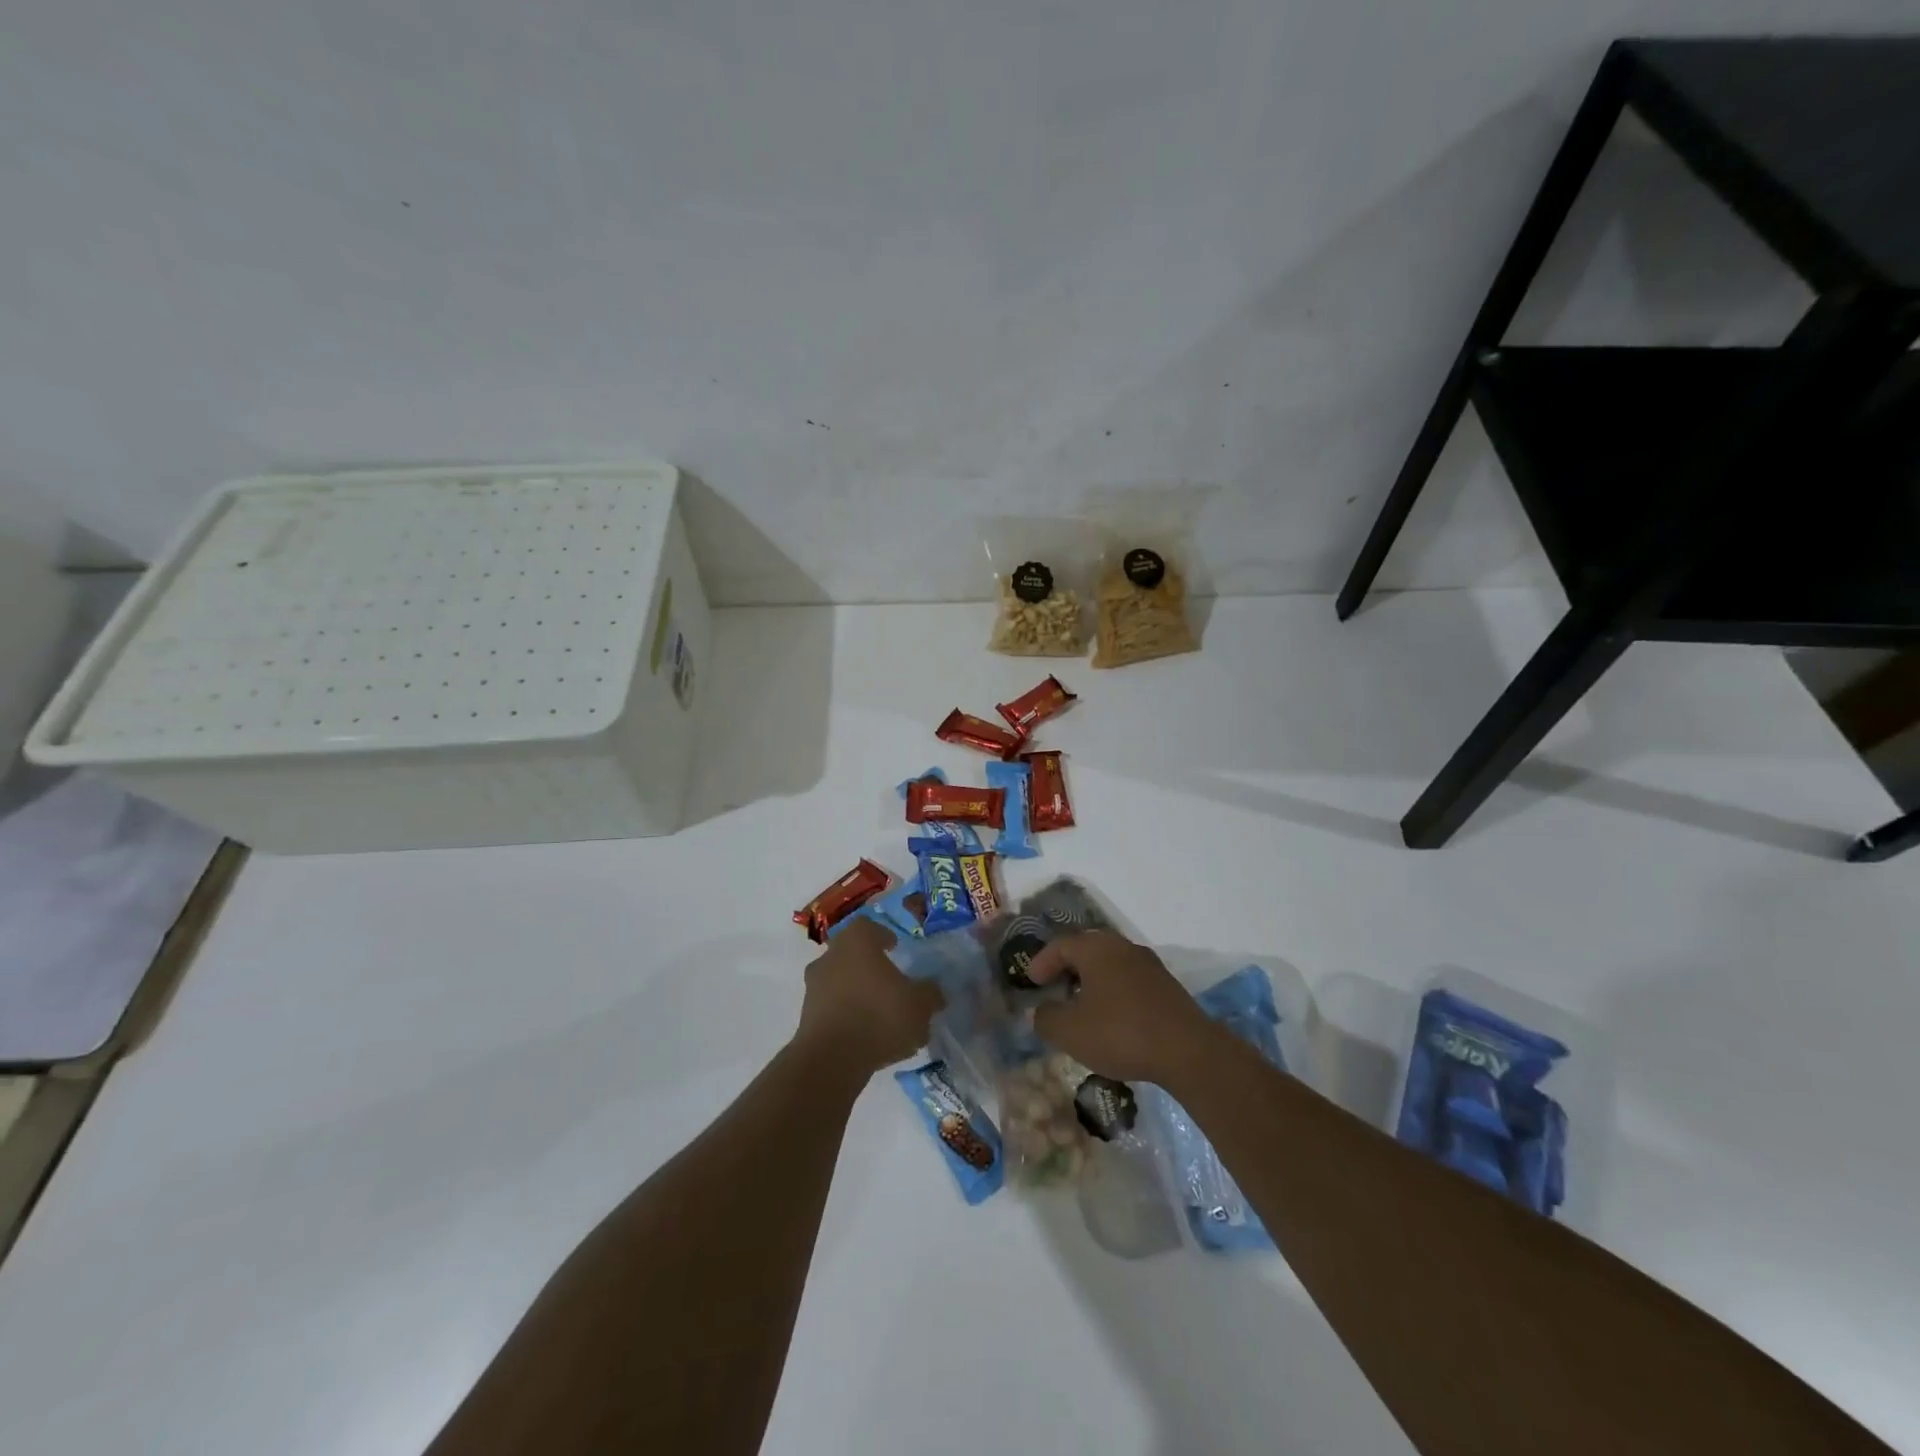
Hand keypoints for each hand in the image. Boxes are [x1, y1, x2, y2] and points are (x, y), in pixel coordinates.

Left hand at [794, 917, 943, 1076]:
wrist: (831, 1059)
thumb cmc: (879, 1016)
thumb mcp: (920, 1005)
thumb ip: (930, 993)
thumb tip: (934, 990)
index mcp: (857, 941)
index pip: (867, 926)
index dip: (882, 935)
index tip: (895, 947)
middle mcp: (831, 956)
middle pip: (850, 952)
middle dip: (868, 964)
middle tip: (889, 980)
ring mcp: (814, 986)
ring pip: (838, 979)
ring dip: (856, 990)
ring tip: (879, 1012)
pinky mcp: (806, 1015)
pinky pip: (830, 1006)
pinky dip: (846, 1013)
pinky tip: (865, 1034)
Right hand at [1026, 930, 1217, 1084]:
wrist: (1187, 1051)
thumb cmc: (1121, 1033)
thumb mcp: (1070, 1032)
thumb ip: (1046, 1018)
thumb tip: (1039, 1011)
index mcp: (1096, 948)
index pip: (1061, 945)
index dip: (1042, 961)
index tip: (1031, 981)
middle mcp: (1122, 946)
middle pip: (1087, 949)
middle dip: (1067, 967)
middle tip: (1053, 987)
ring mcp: (1148, 964)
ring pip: (1110, 964)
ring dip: (1091, 980)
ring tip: (1080, 1004)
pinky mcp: (1166, 986)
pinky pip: (1128, 979)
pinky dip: (1112, 991)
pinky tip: (1110, 1016)